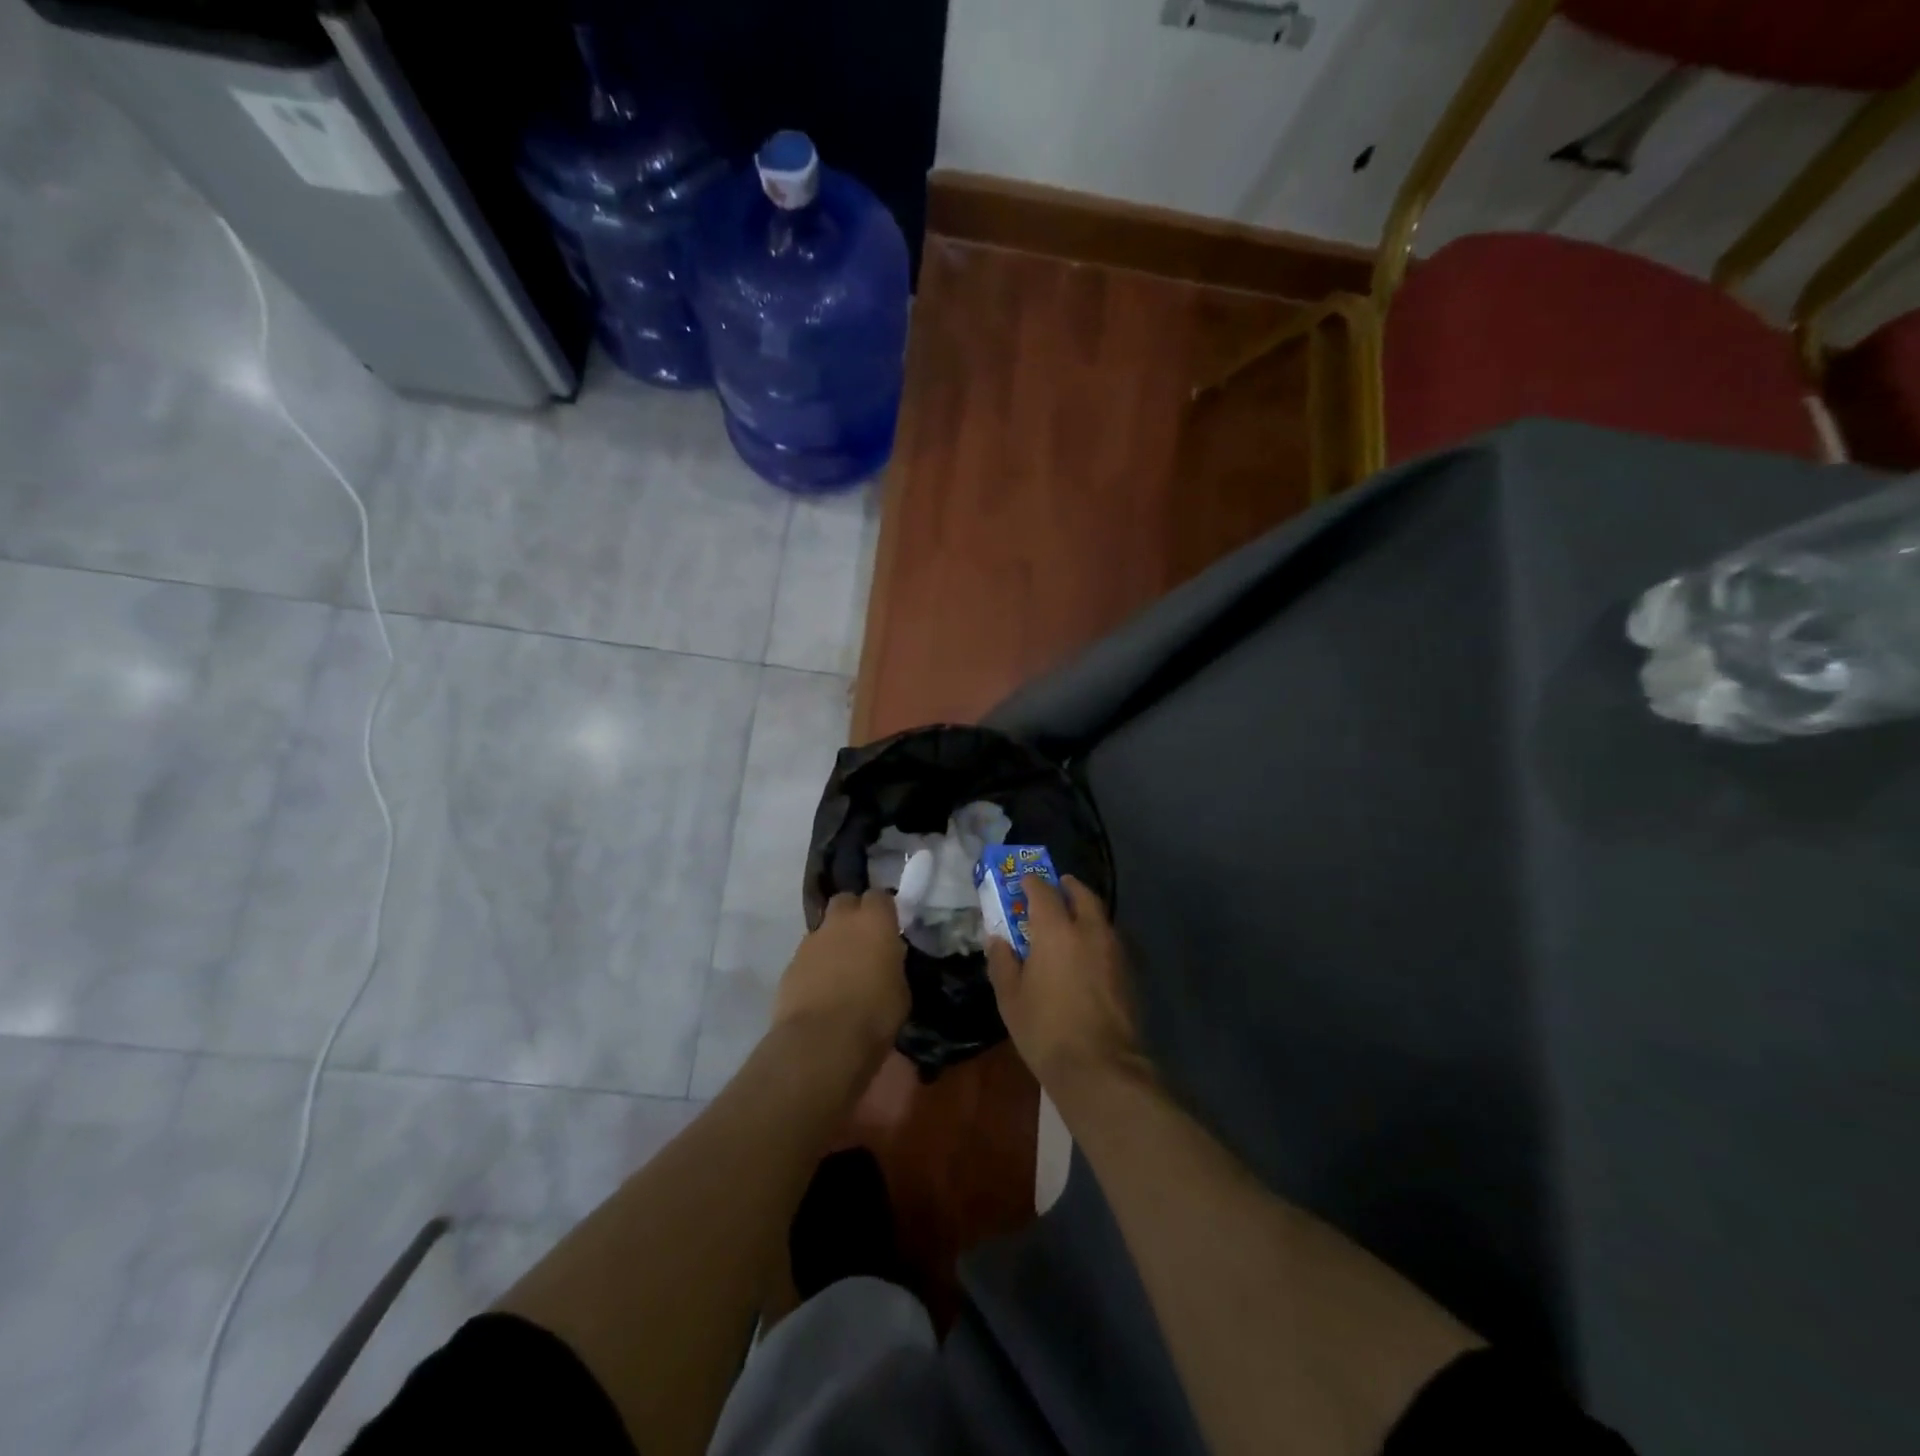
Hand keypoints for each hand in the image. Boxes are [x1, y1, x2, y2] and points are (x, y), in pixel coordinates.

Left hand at [774, 890, 909, 1053]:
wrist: (820, 1042)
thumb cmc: (874, 1015)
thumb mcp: (901, 990)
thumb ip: (893, 964)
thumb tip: (887, 959)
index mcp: (874, 921)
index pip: (880, 896)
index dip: (884, 909)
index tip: (890, 926)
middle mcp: (840, 922)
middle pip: (845, 901)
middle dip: (853, 914)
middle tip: (864, 939)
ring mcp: (810, 942)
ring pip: (823, 929)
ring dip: (832, 942)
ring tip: (842, 970)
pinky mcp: (789, 966)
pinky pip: (807, 956)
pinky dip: (815, 966)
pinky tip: (822, 990)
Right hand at [986, 875, 1145, 1093]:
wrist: (1100, 1067)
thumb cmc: (1046, 1030)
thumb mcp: (1011, 998)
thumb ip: (1003, 962)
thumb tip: (998, 940)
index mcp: (1056, 930)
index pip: (1043, 892)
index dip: (1032, 883)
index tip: (1023, 882)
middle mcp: (1089, 930)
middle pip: (1082, 895)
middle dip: (1068, 887)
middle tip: (1056, 888)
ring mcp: (1114, 950)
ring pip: (1101, 916)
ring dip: (1086, 910)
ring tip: (1071, 920)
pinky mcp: (1129, 972)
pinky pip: (1110, 939)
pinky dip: (1097, 935)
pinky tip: (1087, 953)